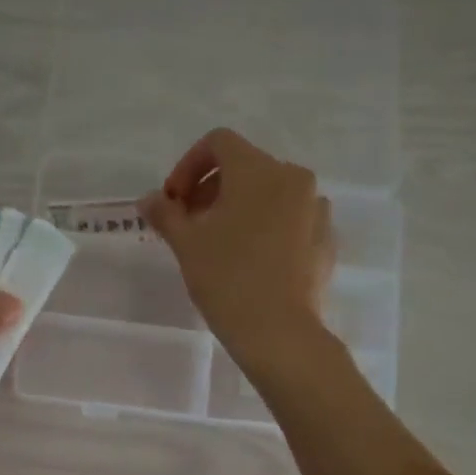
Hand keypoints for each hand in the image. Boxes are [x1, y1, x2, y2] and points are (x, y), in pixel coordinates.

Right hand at [141, 129, 335, 375]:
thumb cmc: (227, 278)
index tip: (174, 201)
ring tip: (220, 244)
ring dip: (240, 207)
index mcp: (258, 170)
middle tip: (189, 225)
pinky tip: (251, 260)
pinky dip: (266, 227)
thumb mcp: (186, 243)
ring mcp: (315, 208)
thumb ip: (165, 213)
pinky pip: (291, 219)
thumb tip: (149, 199)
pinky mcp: (326, 239)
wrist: (279, 331)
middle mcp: (293, 178)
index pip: (219, 143)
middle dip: (211, 189)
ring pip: (270, 194)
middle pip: (245, 167)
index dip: (188, 166)